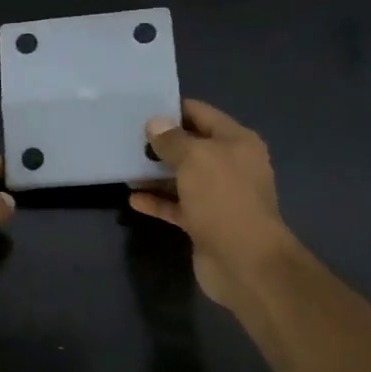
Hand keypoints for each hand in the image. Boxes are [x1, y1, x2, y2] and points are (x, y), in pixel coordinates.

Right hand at [129, 99, 294, 313]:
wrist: (245, 261)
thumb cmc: (223, 199)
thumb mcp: (195, 159)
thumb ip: (172, 140)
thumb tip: (155, 123)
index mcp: (236, 142)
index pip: (202, 114)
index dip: (173, 110)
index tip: (141, 109)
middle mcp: (230, 165)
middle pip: (191, 146)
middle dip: (161, 143)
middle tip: (126, 138)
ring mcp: (217, 196)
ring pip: (181, 178)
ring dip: (155, 174)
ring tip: (124, 167)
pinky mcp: (204, 223)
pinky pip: (176, 206)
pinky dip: (157, 202)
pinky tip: (133, 199)